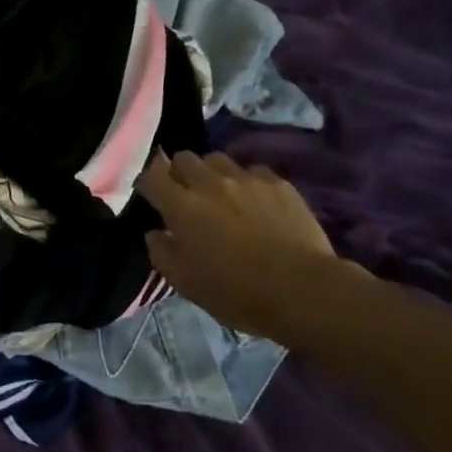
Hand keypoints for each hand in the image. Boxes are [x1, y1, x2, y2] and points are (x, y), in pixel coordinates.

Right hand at [136, 152, 348, 340]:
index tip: (152, 196)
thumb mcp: (186, 283)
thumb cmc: (237, 292)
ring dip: (212, 173)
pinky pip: (253, 171)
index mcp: (182, 206)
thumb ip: (162, 253)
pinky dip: (247, 182)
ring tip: (221, 194)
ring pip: (217, 159)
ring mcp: (246, 179)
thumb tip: (155, 232)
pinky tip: (256, 202)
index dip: (148, 183)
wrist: (304, 290)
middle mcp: (209, 183)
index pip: (151, 176)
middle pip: (184, 158)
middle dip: (180, 172)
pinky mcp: (278, 183)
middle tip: (187, 195)